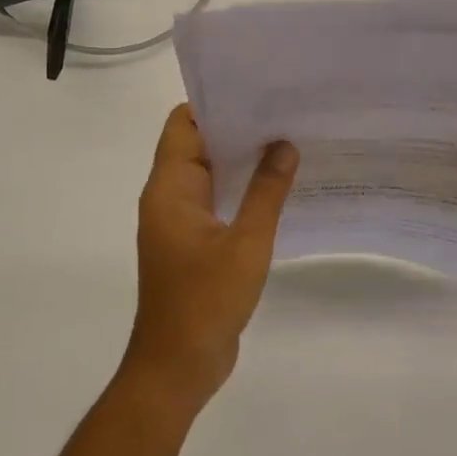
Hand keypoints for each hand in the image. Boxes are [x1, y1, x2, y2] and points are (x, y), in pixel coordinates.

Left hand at [127, 104, 297, 410]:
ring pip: (210, 174)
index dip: (214, 103)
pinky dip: (241, 189)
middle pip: (197, 145)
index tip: (255, 90)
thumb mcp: (246, 244)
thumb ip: (267, 192)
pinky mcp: (194, 243)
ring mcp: (181, 222)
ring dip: (241, 159)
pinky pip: (217, 201)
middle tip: (283, 111)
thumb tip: (284, 145)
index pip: (183, 125)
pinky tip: (278, 186)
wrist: (178, 366)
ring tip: (287, 140)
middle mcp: (169, 198)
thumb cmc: (206, 301)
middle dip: (236, 127)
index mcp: (169, 189)